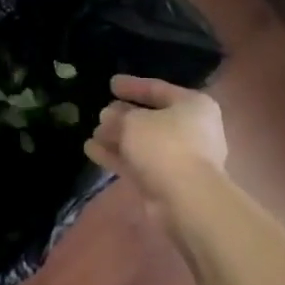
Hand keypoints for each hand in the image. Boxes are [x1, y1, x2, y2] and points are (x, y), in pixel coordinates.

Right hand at [85, 75, 227, 215]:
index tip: (111, 84)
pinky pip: (140, 163)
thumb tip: (108, 117)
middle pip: (151, 118)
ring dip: (118, 138)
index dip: (133, 86)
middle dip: (123, 116)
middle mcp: (191, 129)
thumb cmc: (165, 146)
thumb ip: (118, 116)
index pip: (158, 89)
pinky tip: (92, 151)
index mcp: (192, 106)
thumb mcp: (134, 122)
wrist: (187, 200)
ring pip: (143, 143)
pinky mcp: (168, 182)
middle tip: (100, 113)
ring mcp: (180, 158)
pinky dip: (118, 157)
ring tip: (92, 134)